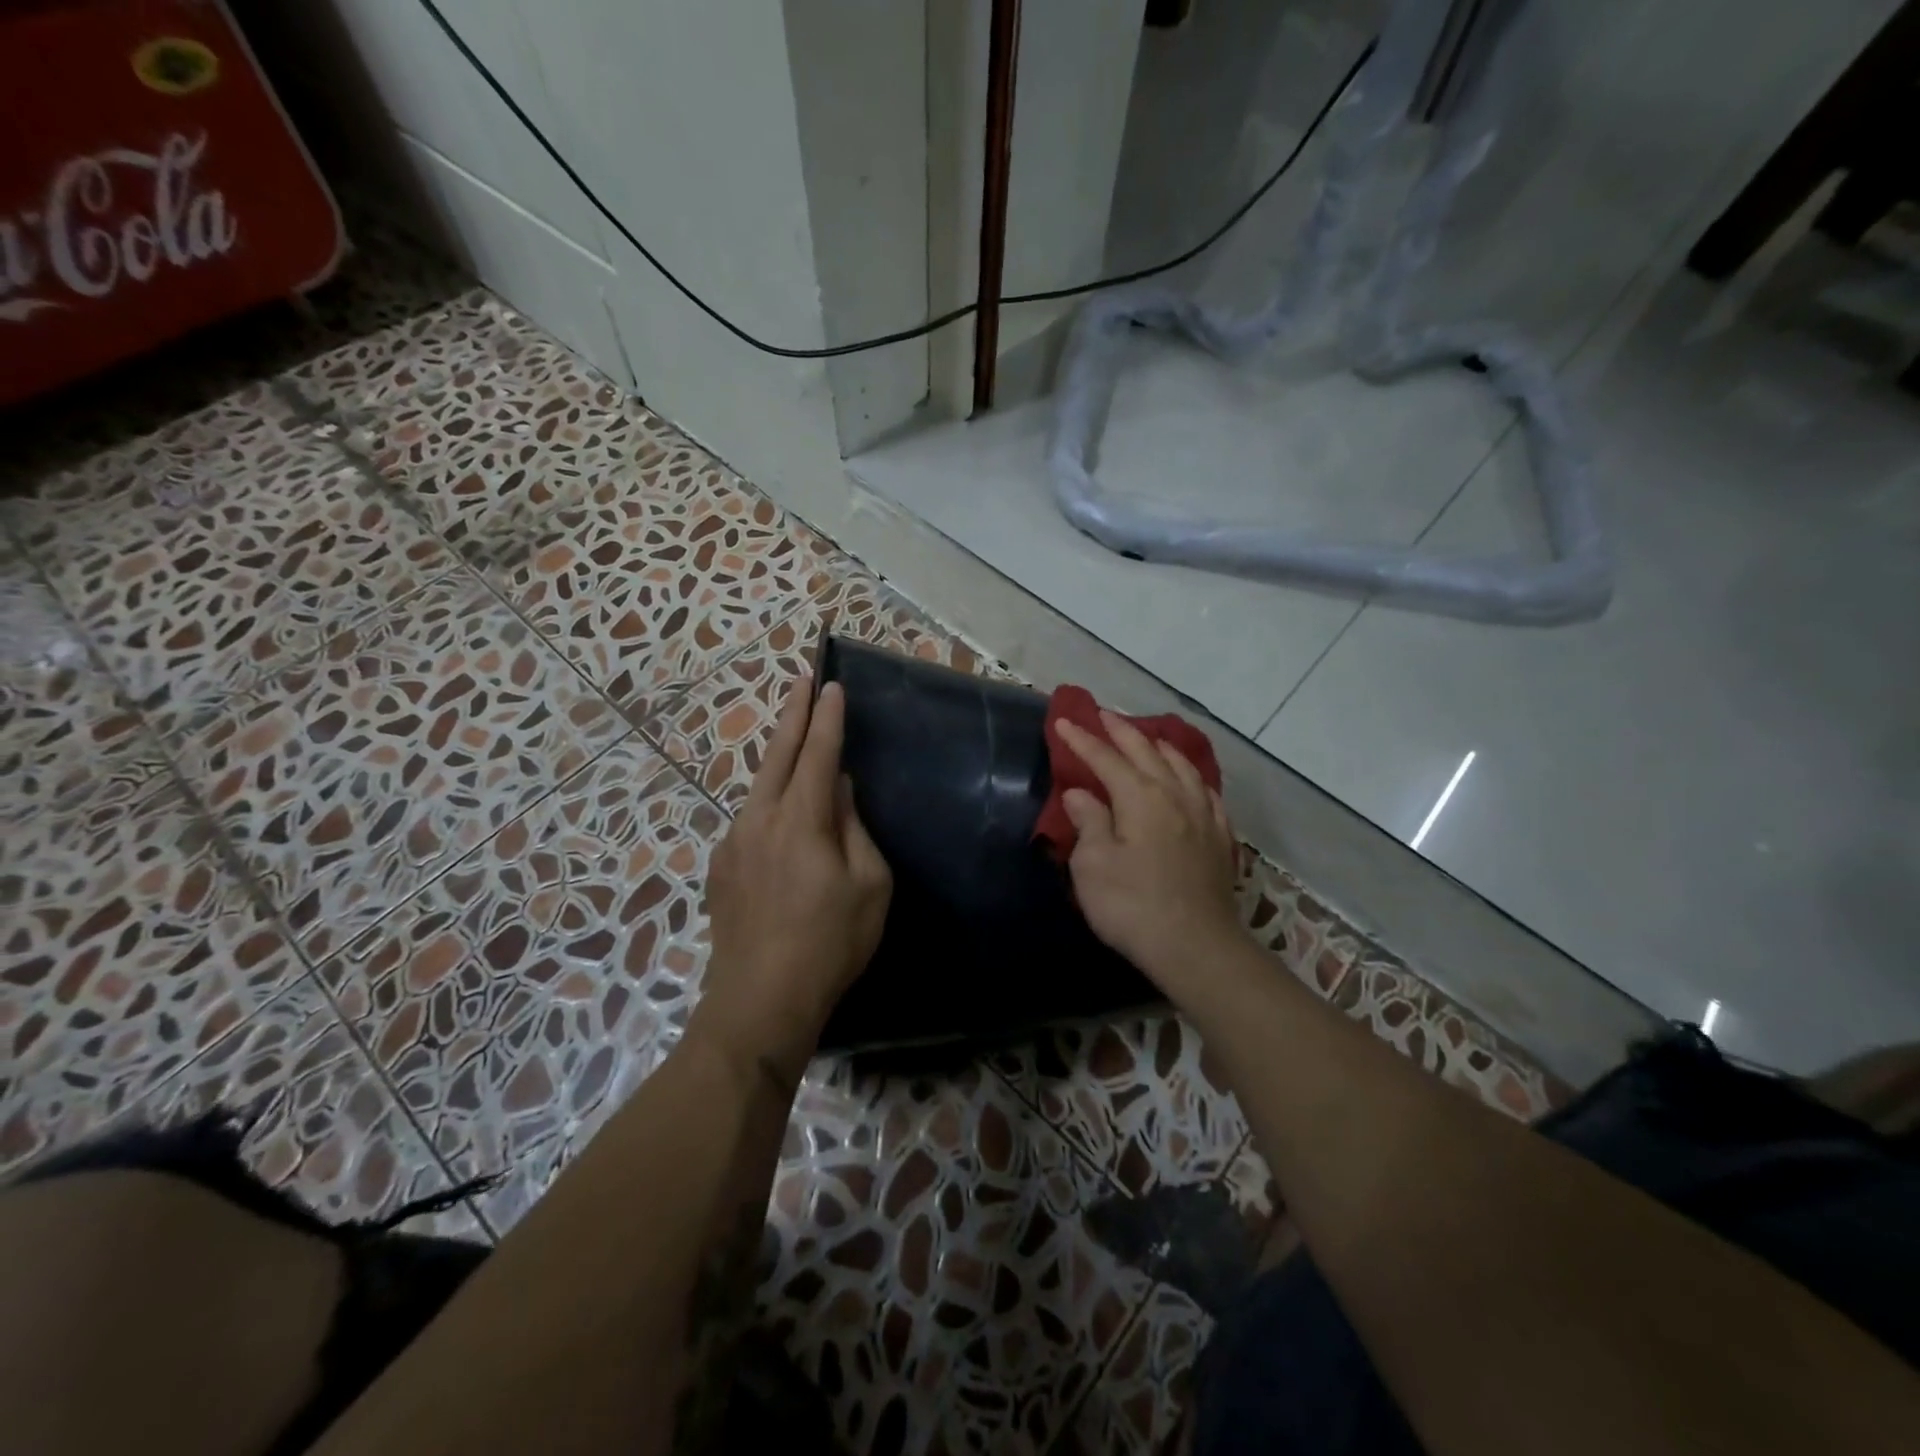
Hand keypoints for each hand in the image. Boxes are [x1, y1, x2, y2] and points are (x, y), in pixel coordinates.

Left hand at [696, 676, 891, 1083]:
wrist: (760, 1001)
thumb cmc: (830, 942)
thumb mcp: (868, 885)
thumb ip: (854, 828)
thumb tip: (839, 791)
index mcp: (800, 820)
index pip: (817, 754)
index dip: (827, 718)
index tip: (832, 686)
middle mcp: (760, 819)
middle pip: (777, 754)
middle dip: (792, 714)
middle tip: (802, 681)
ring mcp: (734, 843)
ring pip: (759, 785)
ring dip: (778, 756)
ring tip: (793, 738)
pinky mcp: (721, 868)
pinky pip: (750, 818)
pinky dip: (768, 799)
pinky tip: (780, 813)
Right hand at [1056, 712, 1244, 991]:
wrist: (1196, 946)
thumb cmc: (1132, 905)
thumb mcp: (1093, 865)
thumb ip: (1088, 822)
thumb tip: (1081, 793)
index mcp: (1140, 797)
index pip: (1105, 758)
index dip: (1082, 739)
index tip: (1063, 722)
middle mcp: (1174, 795)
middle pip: (1147, 752)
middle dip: (1122, 731)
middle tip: (1104, 714)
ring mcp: (1202, 815)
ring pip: (1182, 766)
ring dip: (1160, 747)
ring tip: (1148, 738)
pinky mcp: (1219, 838)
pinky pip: (1206, 792)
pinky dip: (1192, 776)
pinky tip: (1191, 780)